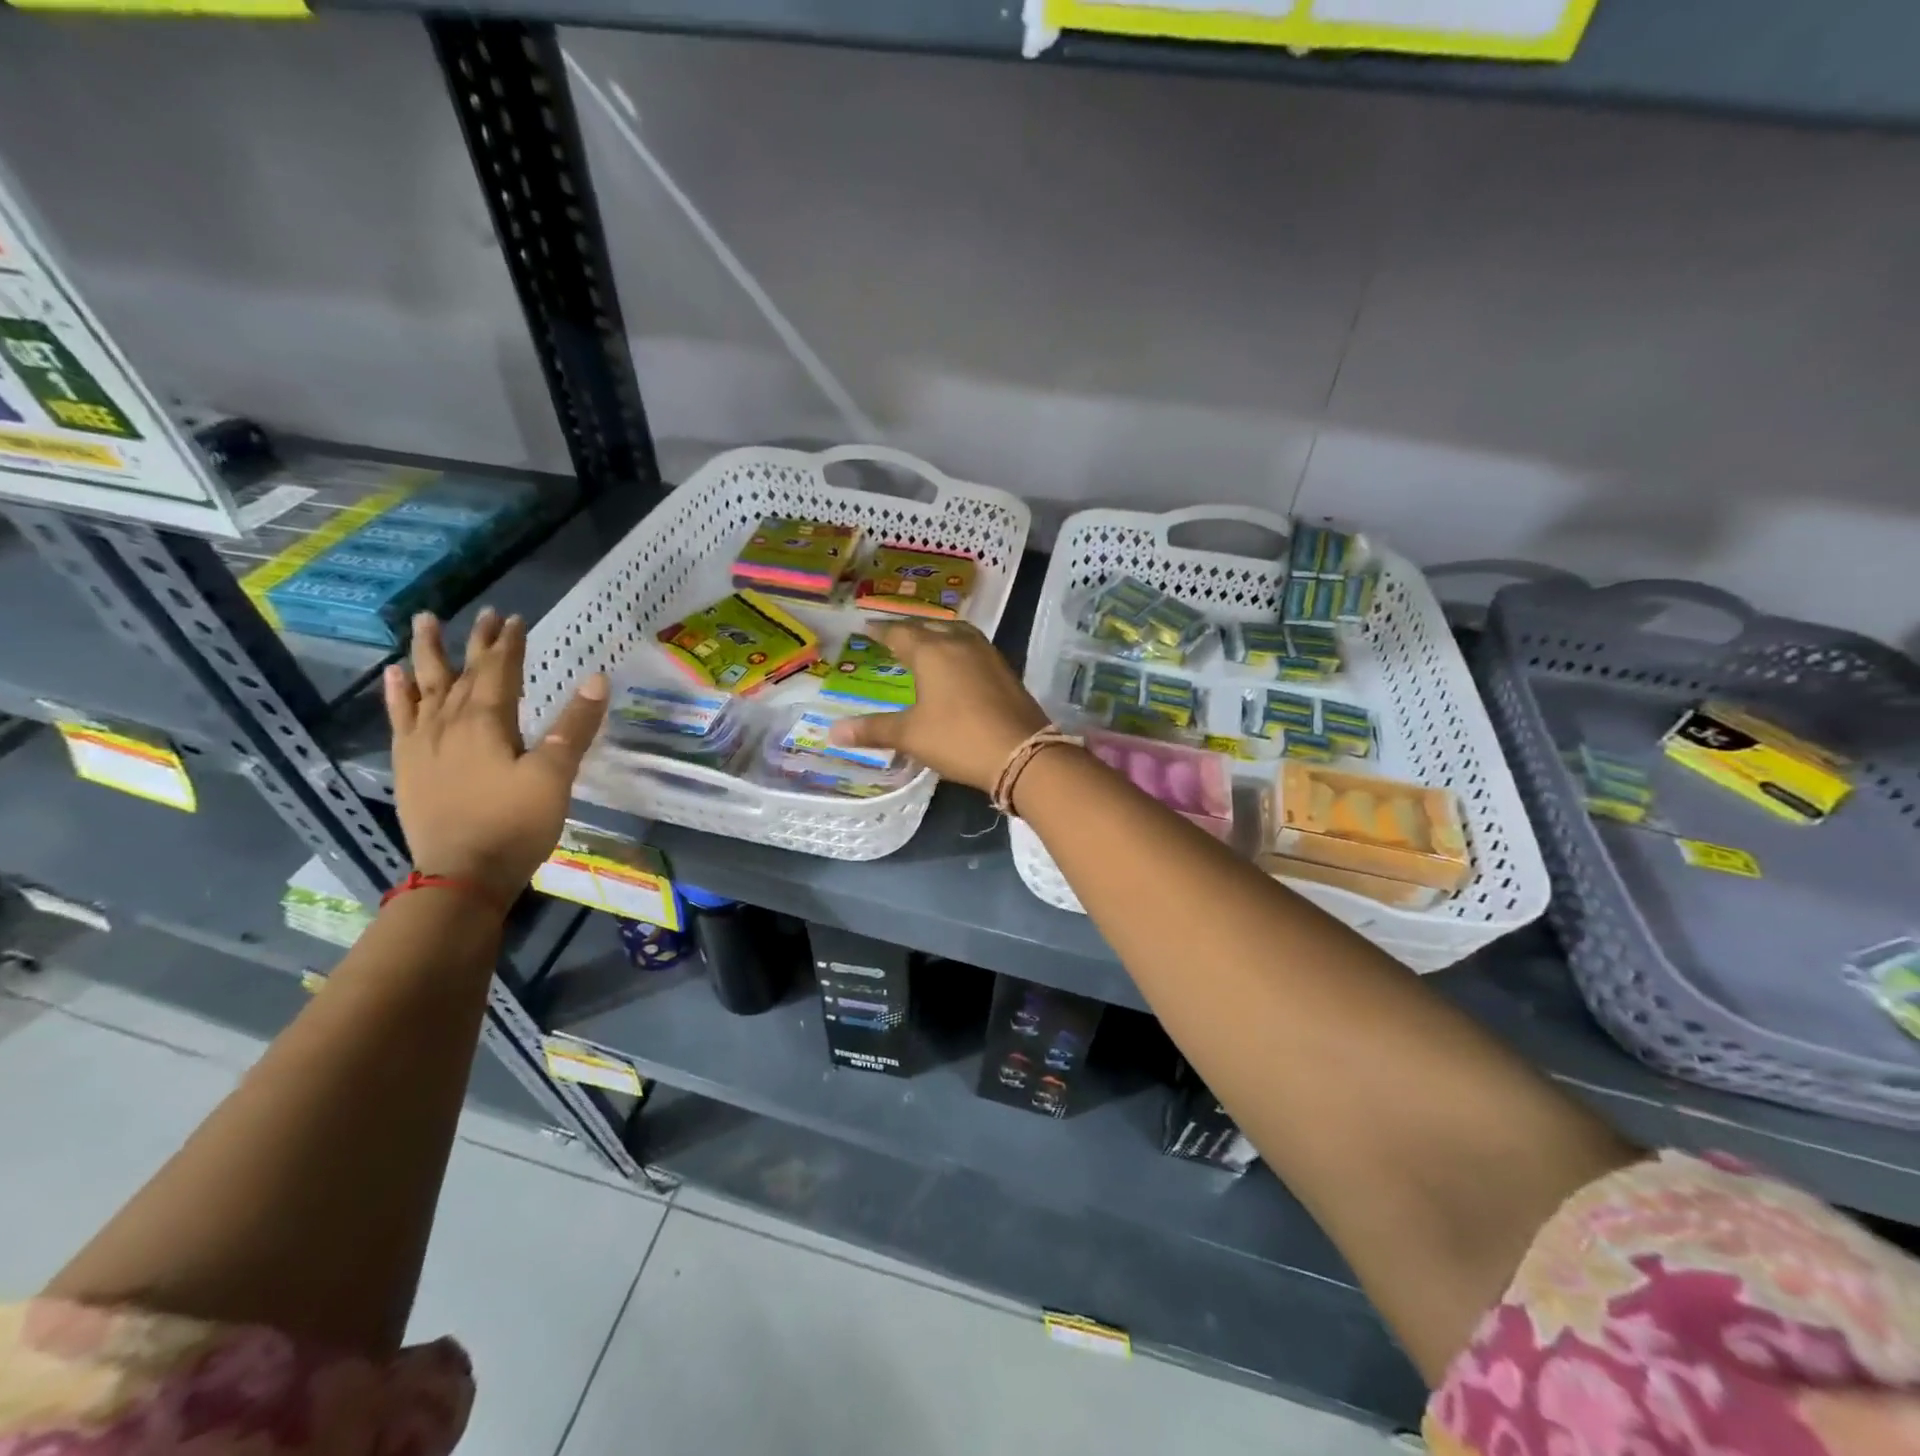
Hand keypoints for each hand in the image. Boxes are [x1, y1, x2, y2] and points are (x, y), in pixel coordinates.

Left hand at [384, 609, 608, 903]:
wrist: (461, 876)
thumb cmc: (515, 824)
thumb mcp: (555, 776)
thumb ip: (575, 726)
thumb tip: (597, 677)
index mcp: (487, 723)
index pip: (499, 671)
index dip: (509, 644)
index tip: (517, 618)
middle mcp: (449, 724)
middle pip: (462, 672)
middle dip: (476, 642)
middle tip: (484, 614)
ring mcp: (423, 745)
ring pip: (425, 687)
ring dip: (427, 654)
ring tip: (424, 622)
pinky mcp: (408, 766)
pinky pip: (400, 718)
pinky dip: (397, 694)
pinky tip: (395, 677)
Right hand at [827, 620, 1047, 791]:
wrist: (1022, 753)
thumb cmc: (959, 739)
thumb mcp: (911, 735)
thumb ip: (873, 729)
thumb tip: (832, 732)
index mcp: (932, 651)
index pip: (899, 633)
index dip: (881, 631)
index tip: (866, 628)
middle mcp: (959, 643)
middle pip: (929, 626)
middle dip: (909, 629)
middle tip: (893, 635)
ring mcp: (987, 654)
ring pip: (956, 632)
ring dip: (938, 633)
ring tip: (925, 643)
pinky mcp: (1005, 670)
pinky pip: (974, 647)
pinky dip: (957, 648)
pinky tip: (956, 664)